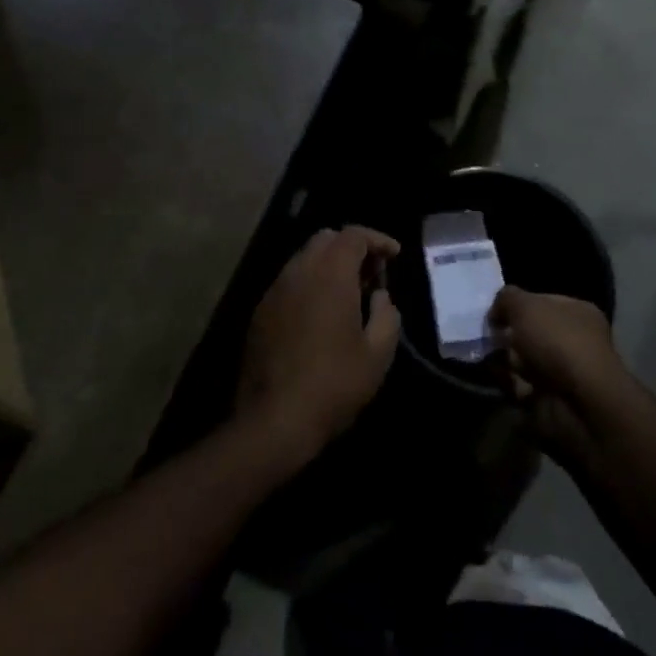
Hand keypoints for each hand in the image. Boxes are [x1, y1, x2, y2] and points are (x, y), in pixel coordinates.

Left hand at [236, 227, 401, 465]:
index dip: (378, 239)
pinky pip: (289, 282)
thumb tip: (379, 297)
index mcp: (330, 274)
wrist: (274, 420)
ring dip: (329, 266)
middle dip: (352, 248)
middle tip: (372, 275)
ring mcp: (275, 290)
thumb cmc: (334, 384)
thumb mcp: (377, 354)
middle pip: (326, 239)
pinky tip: (321, 315)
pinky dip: (310, 284)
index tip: (395, 255)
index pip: (354, 235)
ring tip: (349, 295)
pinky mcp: (260, 312)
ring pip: (304, 259)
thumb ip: (386, 314)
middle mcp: (299, 271)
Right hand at [490, 286, 627, 462]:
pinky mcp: (547, 399)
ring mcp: (561, 372)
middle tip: (483, 332)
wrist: (578, 405)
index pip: (541, 301)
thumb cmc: (558, 342)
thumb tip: (496, 312)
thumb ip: (506, 299)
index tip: (492, 310)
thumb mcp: (525, 306)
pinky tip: (490, 373)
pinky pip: (518, 384)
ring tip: (482, 352)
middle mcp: (572, 340)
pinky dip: (504, 380)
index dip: (516, 303)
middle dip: (506, 332)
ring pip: (521, 359)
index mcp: (577, 313)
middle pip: (529, 331)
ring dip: (502, 357)